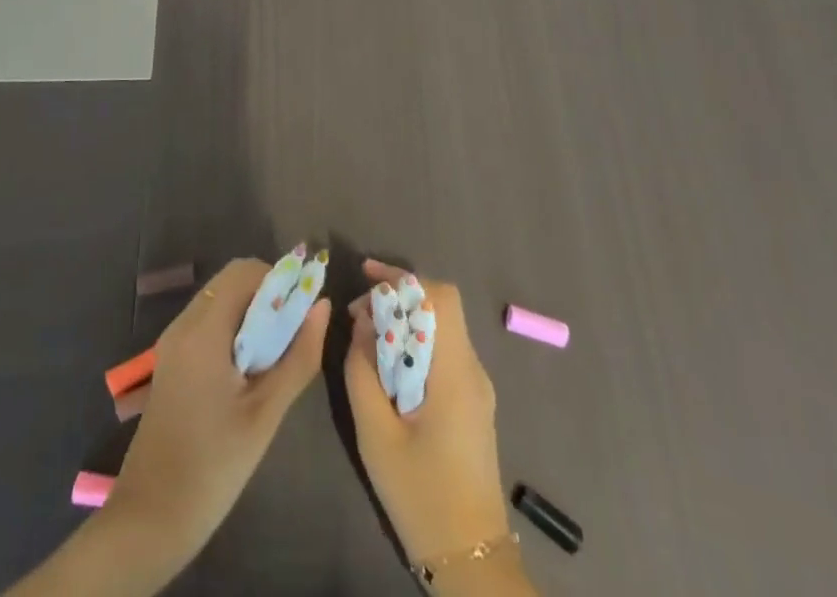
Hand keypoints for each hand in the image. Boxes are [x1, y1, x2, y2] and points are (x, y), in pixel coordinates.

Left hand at [106, 258, 330, 562]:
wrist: (150, 519)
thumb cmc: (213, 466)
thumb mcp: (266, 413)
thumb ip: (299, 355)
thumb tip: (322, 306)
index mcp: (203, 330)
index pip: (245, 271)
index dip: (279, 279)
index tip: (303, 310)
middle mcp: (184, 324)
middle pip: (231, 280)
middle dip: (268, 294)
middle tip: (293, 332)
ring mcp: (173, 341)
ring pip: (220, 299)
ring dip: (252, 310)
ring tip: (276, 352)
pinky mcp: (171, 359)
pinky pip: (208, 321)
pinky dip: (234, 326)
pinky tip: (250, 366)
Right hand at [345, 259, 510, 567]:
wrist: (471, 559)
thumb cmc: (421, 495)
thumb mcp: (376, 435)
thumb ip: (362, 372)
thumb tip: (362, 322)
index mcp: (455, 372)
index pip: (440, 297)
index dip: (403, 278)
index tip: (367, 277)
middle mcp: (473, 370)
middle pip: (441, 307)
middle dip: (399, 296)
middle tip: (359, 313)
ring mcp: (477, 387)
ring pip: (442, 328)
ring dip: (406, 320)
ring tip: (366, 336)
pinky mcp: (473, 403)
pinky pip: (444, 352)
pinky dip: (416, 343)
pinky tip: (388, 365)